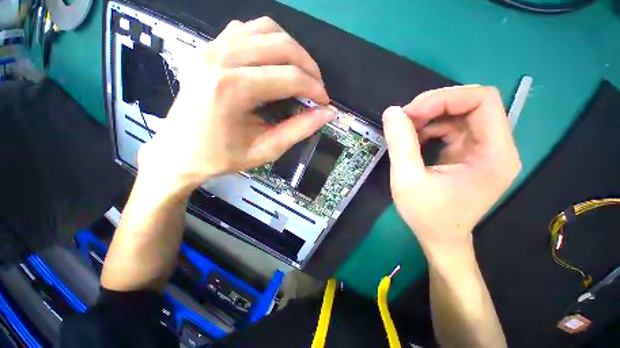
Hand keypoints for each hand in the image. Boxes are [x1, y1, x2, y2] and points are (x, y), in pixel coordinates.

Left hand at [138, 17, 332, 194]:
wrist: (178, 151)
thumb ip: (298, 130)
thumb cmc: (221, 157)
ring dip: (292, 50)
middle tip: (317, 88)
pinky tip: (274, 62)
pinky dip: (269, 41)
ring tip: (300, 74)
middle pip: (281, 45)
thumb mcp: (265, 150)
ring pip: (266, 29)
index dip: (314, 89)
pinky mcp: (209, 48)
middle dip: (308, 67)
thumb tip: (326, 113)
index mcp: (233, 89)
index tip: (324, 102)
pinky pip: (247, 29)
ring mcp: (212, 48)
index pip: (289, 77)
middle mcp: (221, 58)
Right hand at [382, 85, 520, 254]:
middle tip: (404, 119)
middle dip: (434, 105)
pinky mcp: (470, 153)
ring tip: (405, 130)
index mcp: (494, 155)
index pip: (482, 100)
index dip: (445, 98)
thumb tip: (392, 112)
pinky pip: (452, 127)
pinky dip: (430, 127)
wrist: (440, 239)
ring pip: (460, 114)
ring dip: (429, 116)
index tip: (411, 113)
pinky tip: (413, 139)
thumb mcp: (407, 180)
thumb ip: (400, 144)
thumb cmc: (427, 216)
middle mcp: (497, 148)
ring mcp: (484, 150)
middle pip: (472, 103)